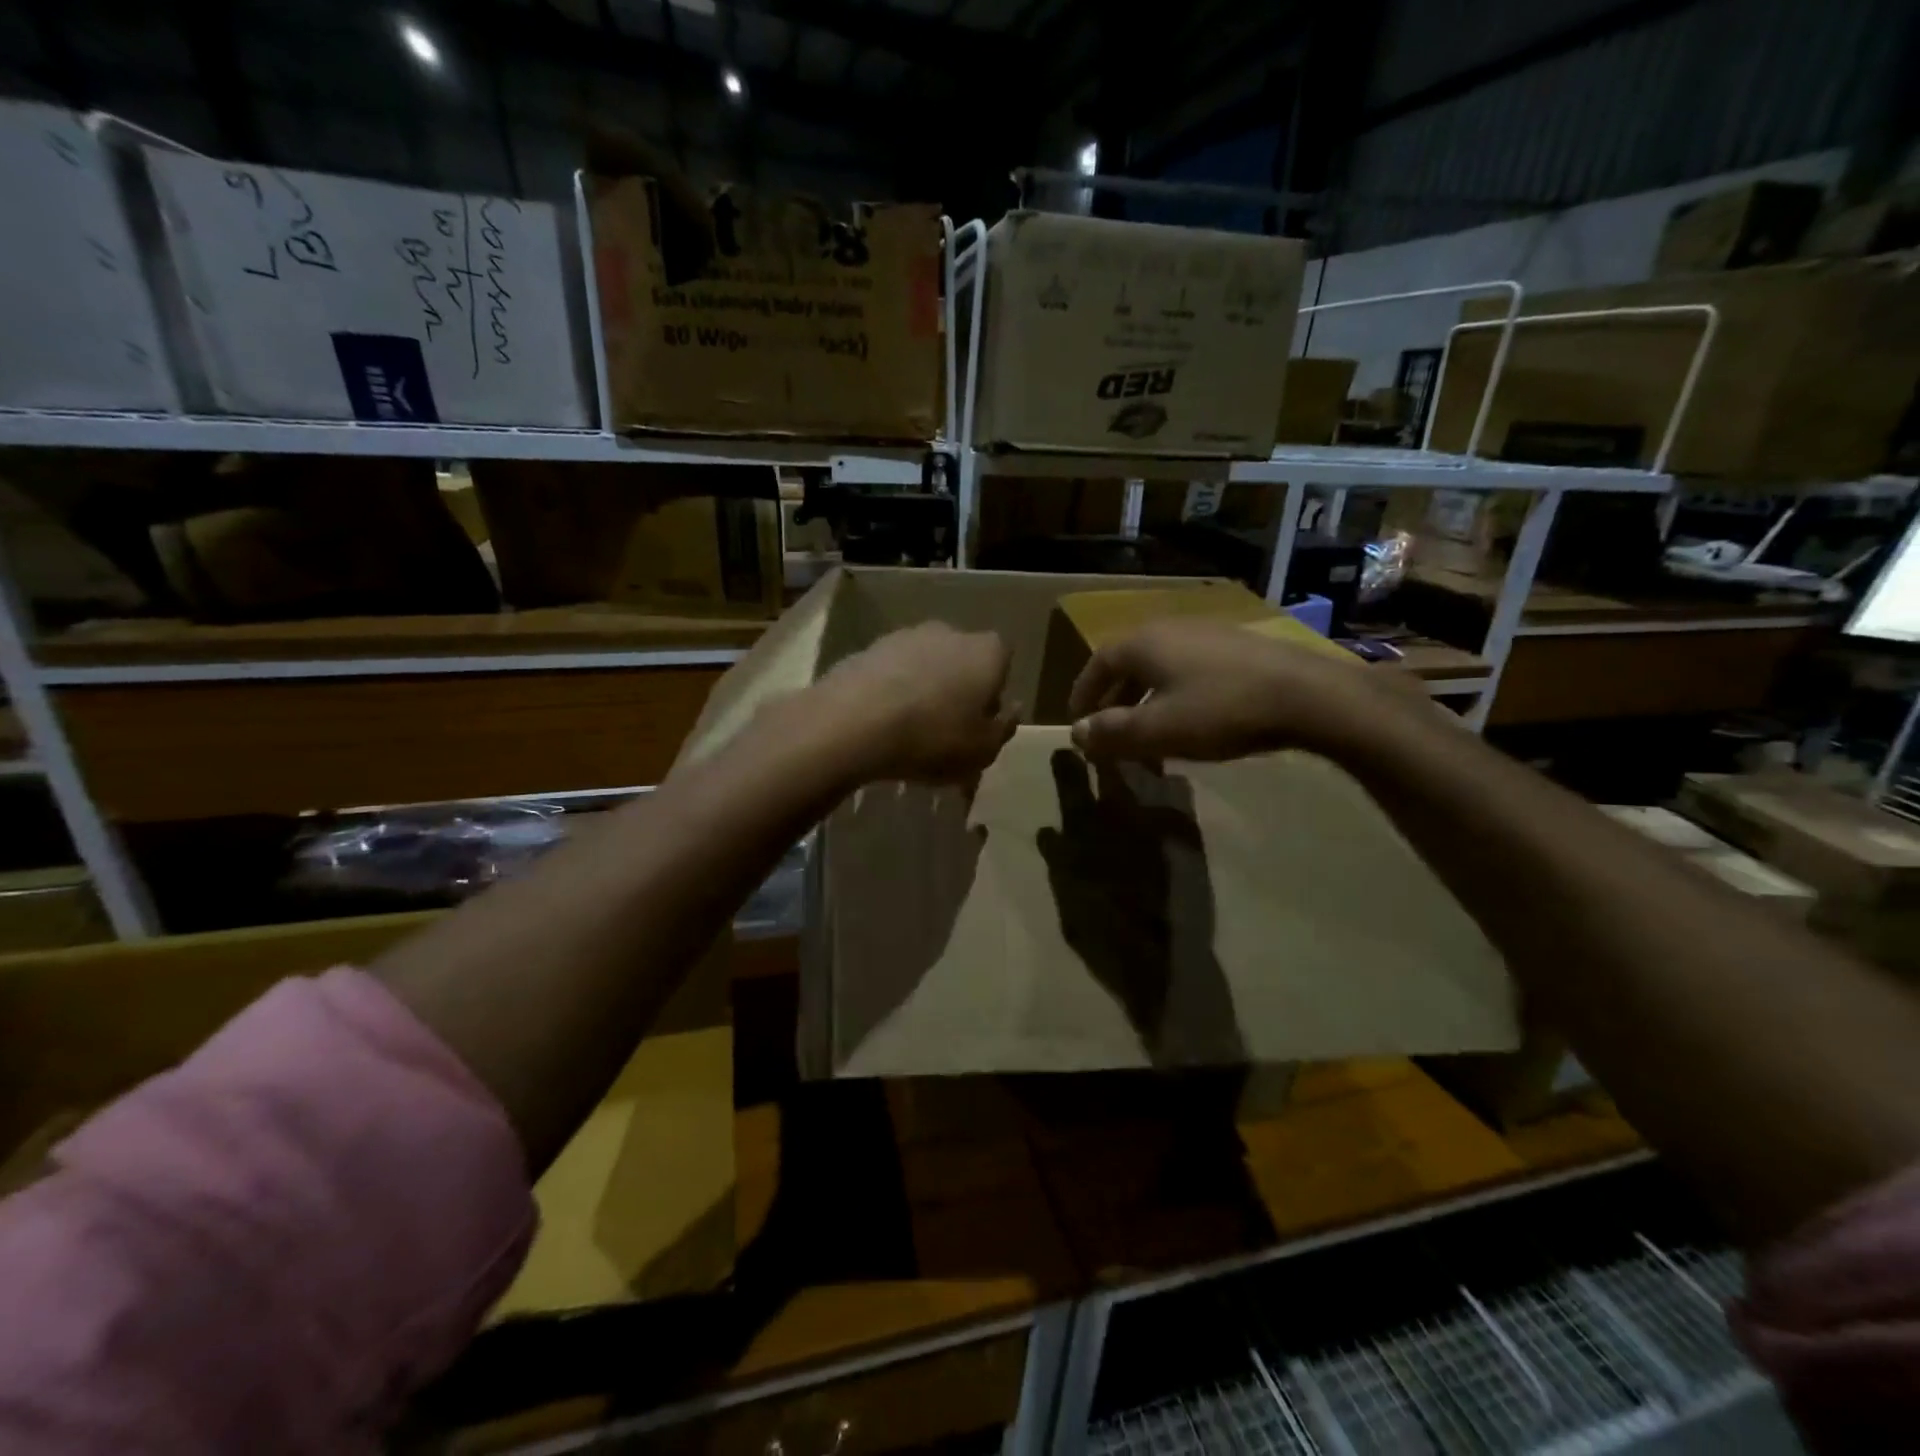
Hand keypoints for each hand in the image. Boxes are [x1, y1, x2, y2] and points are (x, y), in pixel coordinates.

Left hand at [816, 623, 1016, 783]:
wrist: (854, 723)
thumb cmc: (933, 738)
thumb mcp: (983, 750)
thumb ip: (1004, 728)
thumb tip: (1011, 709)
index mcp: (987, 652)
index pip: (1003, 660)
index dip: (994, 690)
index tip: (981, 721)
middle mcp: (950, 632)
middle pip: (962, 659)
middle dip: (958, 687)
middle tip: (947, 727)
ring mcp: (905, 636)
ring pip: (925, 664)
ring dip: (923, 688)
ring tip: (909, 728)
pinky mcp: (868, 648)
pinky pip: (891, 672)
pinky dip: (891, 691)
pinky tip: (881, 722)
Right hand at [1068, 619, 1410, 762]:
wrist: (1307, 695)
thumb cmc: (1220, 710)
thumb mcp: (1157, 730)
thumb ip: (1111, 733)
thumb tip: (1077, 733)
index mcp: (1143, 643)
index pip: (1097, 664)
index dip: (1082, 694)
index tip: (1077, 721)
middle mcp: (1171, 629)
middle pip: (1128, 664)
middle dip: (1114, 700)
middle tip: (1109, 732)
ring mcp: (1208, 634)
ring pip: (1160, 668)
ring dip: (1146, 700)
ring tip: (1149, 733)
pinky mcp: (1238, 647)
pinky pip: (1189, 669)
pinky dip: (1176, 694)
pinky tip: (1191, 719)